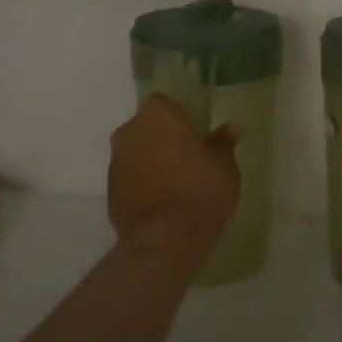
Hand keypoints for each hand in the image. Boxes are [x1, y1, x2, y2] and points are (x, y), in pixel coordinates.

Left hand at [107, 95, 240, 258]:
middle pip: (146, 128)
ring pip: (135, 155)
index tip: (194, 135)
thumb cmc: (201, 188)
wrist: (168, 237)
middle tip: (186, 159)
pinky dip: (141, 186)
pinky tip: (161, 204)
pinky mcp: (109, 194)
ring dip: (149, 163)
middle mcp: (129, 132)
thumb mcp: (224, 164)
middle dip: (161, 139)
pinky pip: (129, 181)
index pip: (164, 104)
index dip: (179, 118)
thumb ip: (223, 142)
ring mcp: (115, 163)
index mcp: (157, 115)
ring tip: (175, 185)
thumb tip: (232, 128)